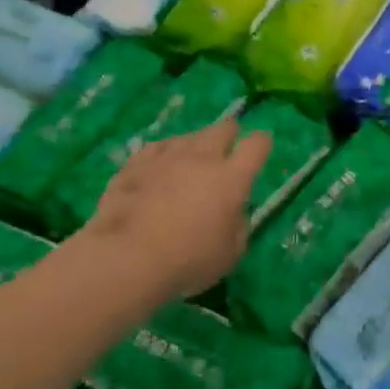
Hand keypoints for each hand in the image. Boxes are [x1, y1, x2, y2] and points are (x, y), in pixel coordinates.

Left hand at [89, 118, 271, 300]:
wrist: (128, 257)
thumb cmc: (188, 260)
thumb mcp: (230, 254)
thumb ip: (237, 225)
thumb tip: (233, 211)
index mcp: (231, 177)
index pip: (257, 144)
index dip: (261, 143)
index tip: (261, 148)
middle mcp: (202, 157)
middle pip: (223, 128)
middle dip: (229, 135)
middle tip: (226, 152)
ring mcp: (166, 156)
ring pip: (188, 136)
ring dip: (194, 147)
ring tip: (189, 165)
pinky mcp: (136, 162)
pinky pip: (156, 149)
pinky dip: (162, 157)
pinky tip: (158, 170)